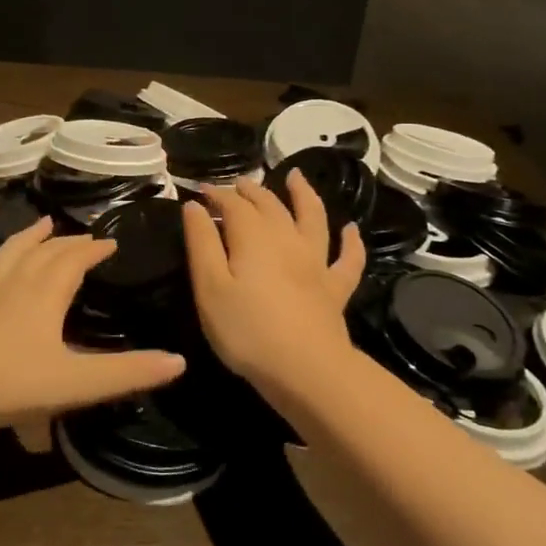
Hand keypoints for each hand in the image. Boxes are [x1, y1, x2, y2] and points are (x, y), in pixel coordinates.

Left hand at [0, 216, 186, 430]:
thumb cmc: (15, 383)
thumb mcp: (79, 382)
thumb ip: (128, 372)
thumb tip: (178, 361)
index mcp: (46, 295)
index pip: (75, 261)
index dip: (94, 250)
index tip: (111, 242)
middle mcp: (16, 285)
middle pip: (45, 253)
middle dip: (67, 243)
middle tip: (84, 237)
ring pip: (7, 256)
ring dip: (26, 238)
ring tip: (41, 224)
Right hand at [181, 172, 364, 393]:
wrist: (305, 369)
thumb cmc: (246, 329)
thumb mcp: (209, 287)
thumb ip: (201, 243)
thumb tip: (195, 206)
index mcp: (253, 237)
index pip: (233, 205)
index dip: (217, 194)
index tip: (201, 191)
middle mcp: (287, 240)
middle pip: (270, 205)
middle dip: (251, 191)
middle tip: (238, 184)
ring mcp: (316, 263)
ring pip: (313, 218)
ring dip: (304, 195)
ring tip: (297, 177)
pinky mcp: (335, 288)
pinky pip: (348, 259)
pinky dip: (351, 241)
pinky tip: (351, 230)